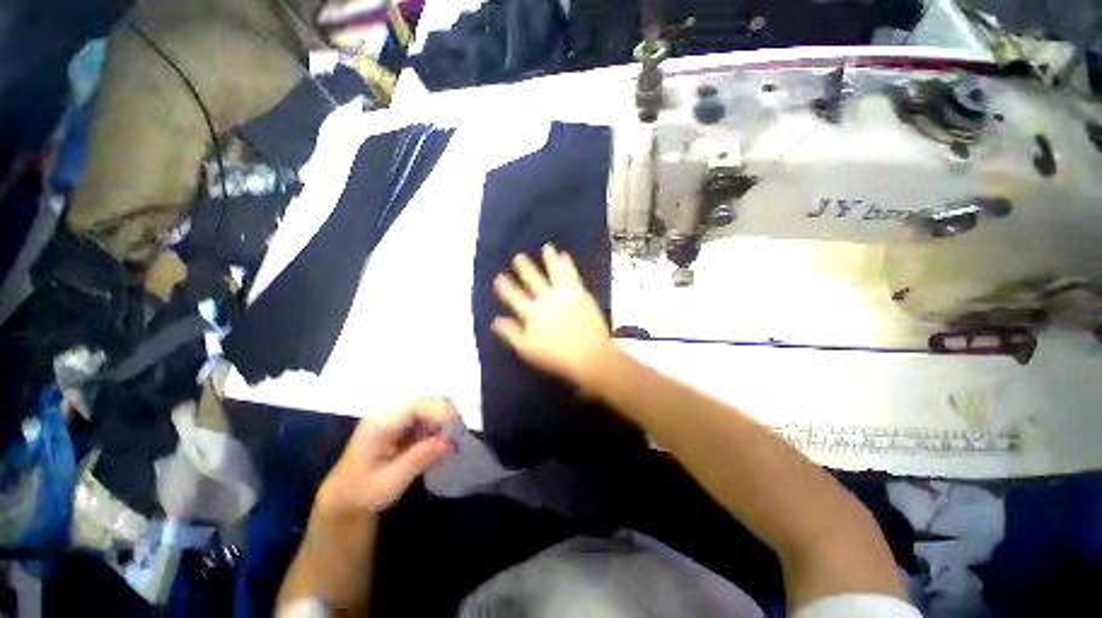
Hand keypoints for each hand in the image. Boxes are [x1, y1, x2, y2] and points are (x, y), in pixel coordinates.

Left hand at [314, 396, 456, 516]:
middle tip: (458, 435)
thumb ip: (418, 459)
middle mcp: (386, 414)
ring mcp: (393, 416)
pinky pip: (425, 415)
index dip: (439, 411)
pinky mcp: (400, 422)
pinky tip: (440, 440)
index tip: (457, 427)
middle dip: (445, 414)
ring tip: (452, 439)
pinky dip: (437, 425)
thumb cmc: (363, 493)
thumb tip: (447, 441)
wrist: (343, 498)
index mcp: (379, 425)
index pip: (414, 406)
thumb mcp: (390, 483)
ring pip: (427, 405)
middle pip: (423, 400)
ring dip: (443, 419)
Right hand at [492, 244, 615, 387]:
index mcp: (531, 314)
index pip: (514, 297)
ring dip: (549, 259)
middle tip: (519, 256)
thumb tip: (495, 320)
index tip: (499, 277)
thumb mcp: (527, 349)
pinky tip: (564, 256)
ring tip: (546, 248)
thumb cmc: (556, 357)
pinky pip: (571, 274)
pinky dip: (567, 264)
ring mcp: (564, 294)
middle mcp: (545, 299)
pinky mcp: (579, 293)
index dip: (506, 287)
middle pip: (532, 280)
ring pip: (553, 272)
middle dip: (525, 268)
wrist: (589, 355)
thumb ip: (510, 333)